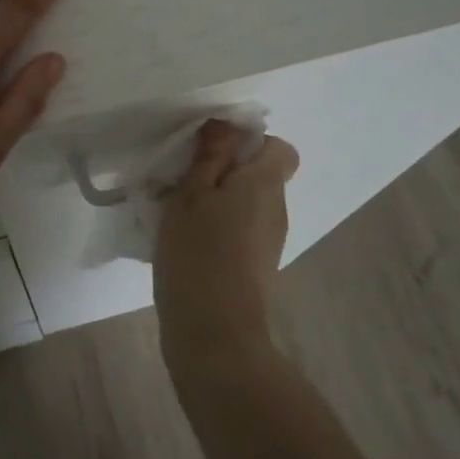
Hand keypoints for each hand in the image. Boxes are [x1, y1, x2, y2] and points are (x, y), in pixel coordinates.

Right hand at [154, 121, 300, 375]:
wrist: (214, 334)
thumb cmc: (198, 255)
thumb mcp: (191, 195)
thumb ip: (210, 156)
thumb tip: (227, 123)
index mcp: (264, 185)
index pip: (280, 148)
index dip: (249, 143)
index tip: (212, 153)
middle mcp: (276, 209)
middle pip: (261, 175)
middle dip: (225, 172)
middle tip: (184, 182)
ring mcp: (270, 241)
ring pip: (248, 204)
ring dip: (219, 201)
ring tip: (180, 215)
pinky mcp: (257, 267)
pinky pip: (242, 230)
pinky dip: (219, 229)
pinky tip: (187, 244)